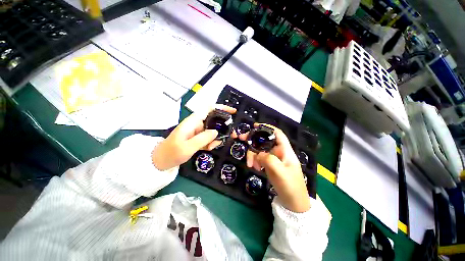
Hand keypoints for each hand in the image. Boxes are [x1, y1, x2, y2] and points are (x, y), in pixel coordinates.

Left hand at [152, 104, 236, 170]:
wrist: (161, 161)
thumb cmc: (171, 153)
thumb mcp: (187, 147)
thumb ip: (203, 138)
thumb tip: (216, 132)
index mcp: (193, 121)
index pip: (209, 108)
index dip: (221, 108)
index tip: (233, 112)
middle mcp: (197, 123)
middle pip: (214, 119)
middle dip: (223, 127)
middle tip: (231, 135)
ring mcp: (198, 130)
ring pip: (213, 130)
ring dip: (216, 138)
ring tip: (211, 147)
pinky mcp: (198, 137)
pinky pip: (209, 137)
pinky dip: (212, 142)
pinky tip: (208, 148)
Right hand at [239, 123, 310, 212]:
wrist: (293, 203)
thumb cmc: (290, 186)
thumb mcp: (280, 172)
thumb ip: (268, 159)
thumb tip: (258, 154)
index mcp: (285, 150)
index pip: (277, 133)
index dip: (267, 127)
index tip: (255, 126)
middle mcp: (278, 152)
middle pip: (264, 140)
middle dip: (253, 140)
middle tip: (241, 139)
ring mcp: (273, 158)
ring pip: (259, 150)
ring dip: (253, 155)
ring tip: (251, 165)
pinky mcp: (269, 165)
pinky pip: (259, 158)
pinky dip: (255, 161)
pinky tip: (256, 168)